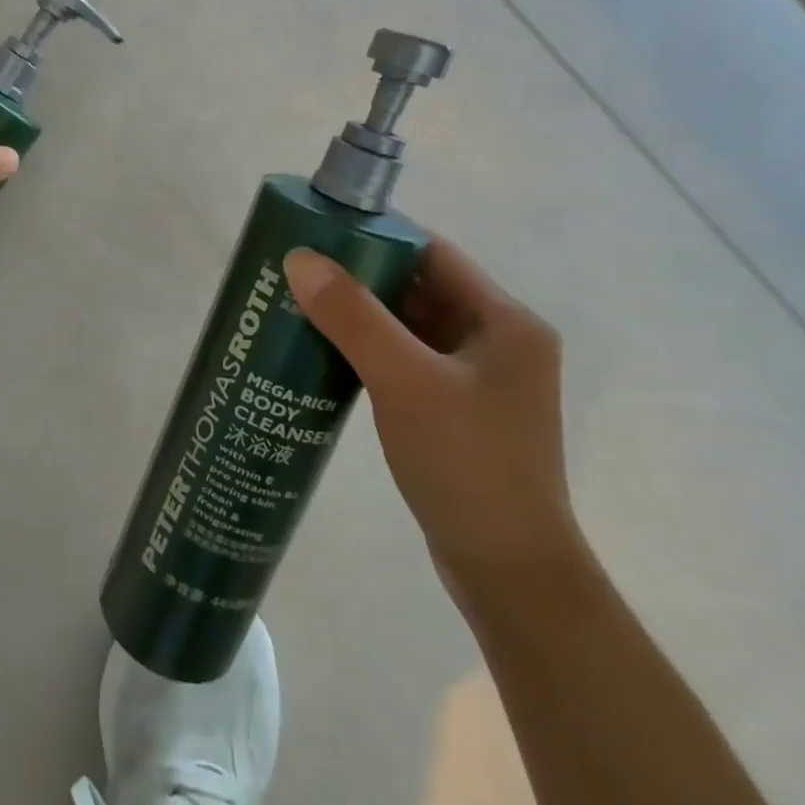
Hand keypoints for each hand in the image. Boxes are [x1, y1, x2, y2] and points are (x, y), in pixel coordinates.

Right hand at [285, 238, 581, 607]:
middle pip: (418, 288)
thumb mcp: (405, 381)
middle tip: (297, 271)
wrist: (507, 571)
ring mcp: (476, 381)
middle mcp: (497, 343)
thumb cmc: (467, 464)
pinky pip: (404, 361)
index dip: (377, 237)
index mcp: (505, 322)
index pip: (433, 253)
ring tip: (299, 306)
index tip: (318, 234)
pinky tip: (324, 354)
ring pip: (408, 327)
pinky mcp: (454, 412)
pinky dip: (366, 351)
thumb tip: (299, 258)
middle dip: (358, 277)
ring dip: (359, 316)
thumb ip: (353, 316)